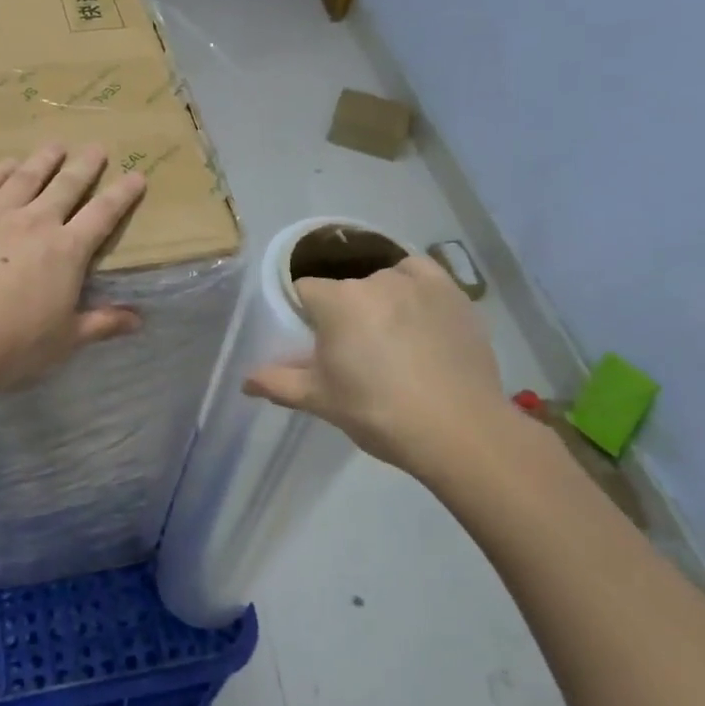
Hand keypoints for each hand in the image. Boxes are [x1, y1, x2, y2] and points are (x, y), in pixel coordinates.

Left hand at [0, 143, 146, 391]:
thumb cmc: (9, 345)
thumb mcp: (63, 342)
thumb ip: (100, 325)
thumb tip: (139, 320)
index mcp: (67, 252)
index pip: (103, 216)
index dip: (122, 195)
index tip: (136, 175)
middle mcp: (35, 223)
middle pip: (66, 186)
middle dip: (85, 166)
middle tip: (96, 147)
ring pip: (26, 177)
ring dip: (44, 159)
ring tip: (56, 145)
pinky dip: (0, 170)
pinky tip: (6, 163)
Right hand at [244, 255, 511, 479]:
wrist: (459, 431)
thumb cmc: (378, 413)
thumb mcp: (320, 400)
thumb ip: (278, 383)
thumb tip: (244, 382)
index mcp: (336, 301)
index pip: (304, 290)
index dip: (305, 314)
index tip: (315, 342)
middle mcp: (375, 280)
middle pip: (345, 288)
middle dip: (343, 312)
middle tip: (355, 352)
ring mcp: (418, 283)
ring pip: (382, 279)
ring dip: (379, 299)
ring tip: (392, 337)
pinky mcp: (453, 292)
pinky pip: (421, 274)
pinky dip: (413, 287)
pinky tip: (417, 313)